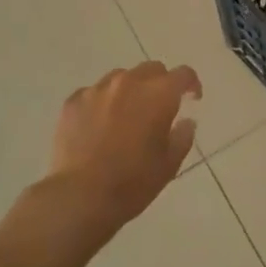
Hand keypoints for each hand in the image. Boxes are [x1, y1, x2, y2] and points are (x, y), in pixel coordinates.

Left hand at [44, 61, 202, 240]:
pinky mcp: (73, 101)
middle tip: (159, 108)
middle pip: (152, 69)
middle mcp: (129, 82)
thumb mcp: (169, 165)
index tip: (192, 99)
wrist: (79, 197)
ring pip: (121, 77)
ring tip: (127, 115)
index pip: (183, 74)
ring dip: (130, 90)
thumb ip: (183, 137)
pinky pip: (94, 92)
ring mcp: (98, 90)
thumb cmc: (132, 183)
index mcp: (158, 95)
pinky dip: (102, 102)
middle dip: (160, 84)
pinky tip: (99, 125)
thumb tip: (186, 121)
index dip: (191, 84)